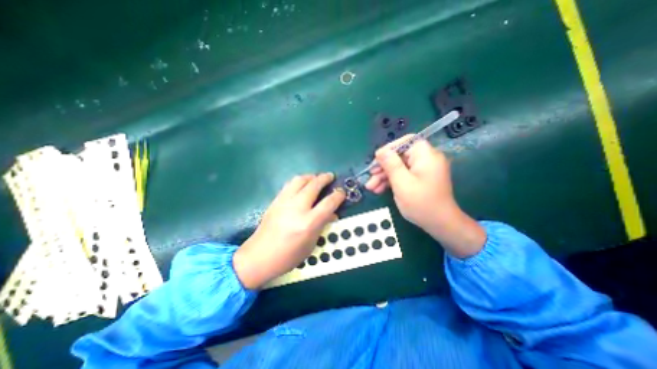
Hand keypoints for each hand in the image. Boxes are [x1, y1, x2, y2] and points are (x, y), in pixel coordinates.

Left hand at [232, 173, 345, 291]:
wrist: (259, 256)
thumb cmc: (288, 256)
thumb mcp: (311, 244)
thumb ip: (322, 225)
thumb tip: (332, 213)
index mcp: (308, 223)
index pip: (328, 203)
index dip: (338, 195)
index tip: (342, 192)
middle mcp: (297, 208)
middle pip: (314, 185)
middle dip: (325, 178)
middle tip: (331, 177)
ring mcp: (284, 202)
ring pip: (300, 180)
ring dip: (311, 176)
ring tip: (317, 178)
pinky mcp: (276, 200)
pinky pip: (289, 184)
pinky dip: (300, 181)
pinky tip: (302, 185)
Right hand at [362, 134, 483, 258]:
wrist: (440, 224)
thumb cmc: (421, 203)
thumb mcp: (402, 183)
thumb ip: (391, 164)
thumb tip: (381, 151)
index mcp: (426, 155)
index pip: (406, 142)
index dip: (389, 149)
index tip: (376, 160)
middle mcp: (426, 159)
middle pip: (400, 156)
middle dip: (383, 167)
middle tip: (370, 177)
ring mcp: (423, 170)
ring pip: (399, 167)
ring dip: (384, 176)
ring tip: (371, 187)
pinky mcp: (420, 179)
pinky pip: (403, 175)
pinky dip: (391, 181)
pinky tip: (379, 189)